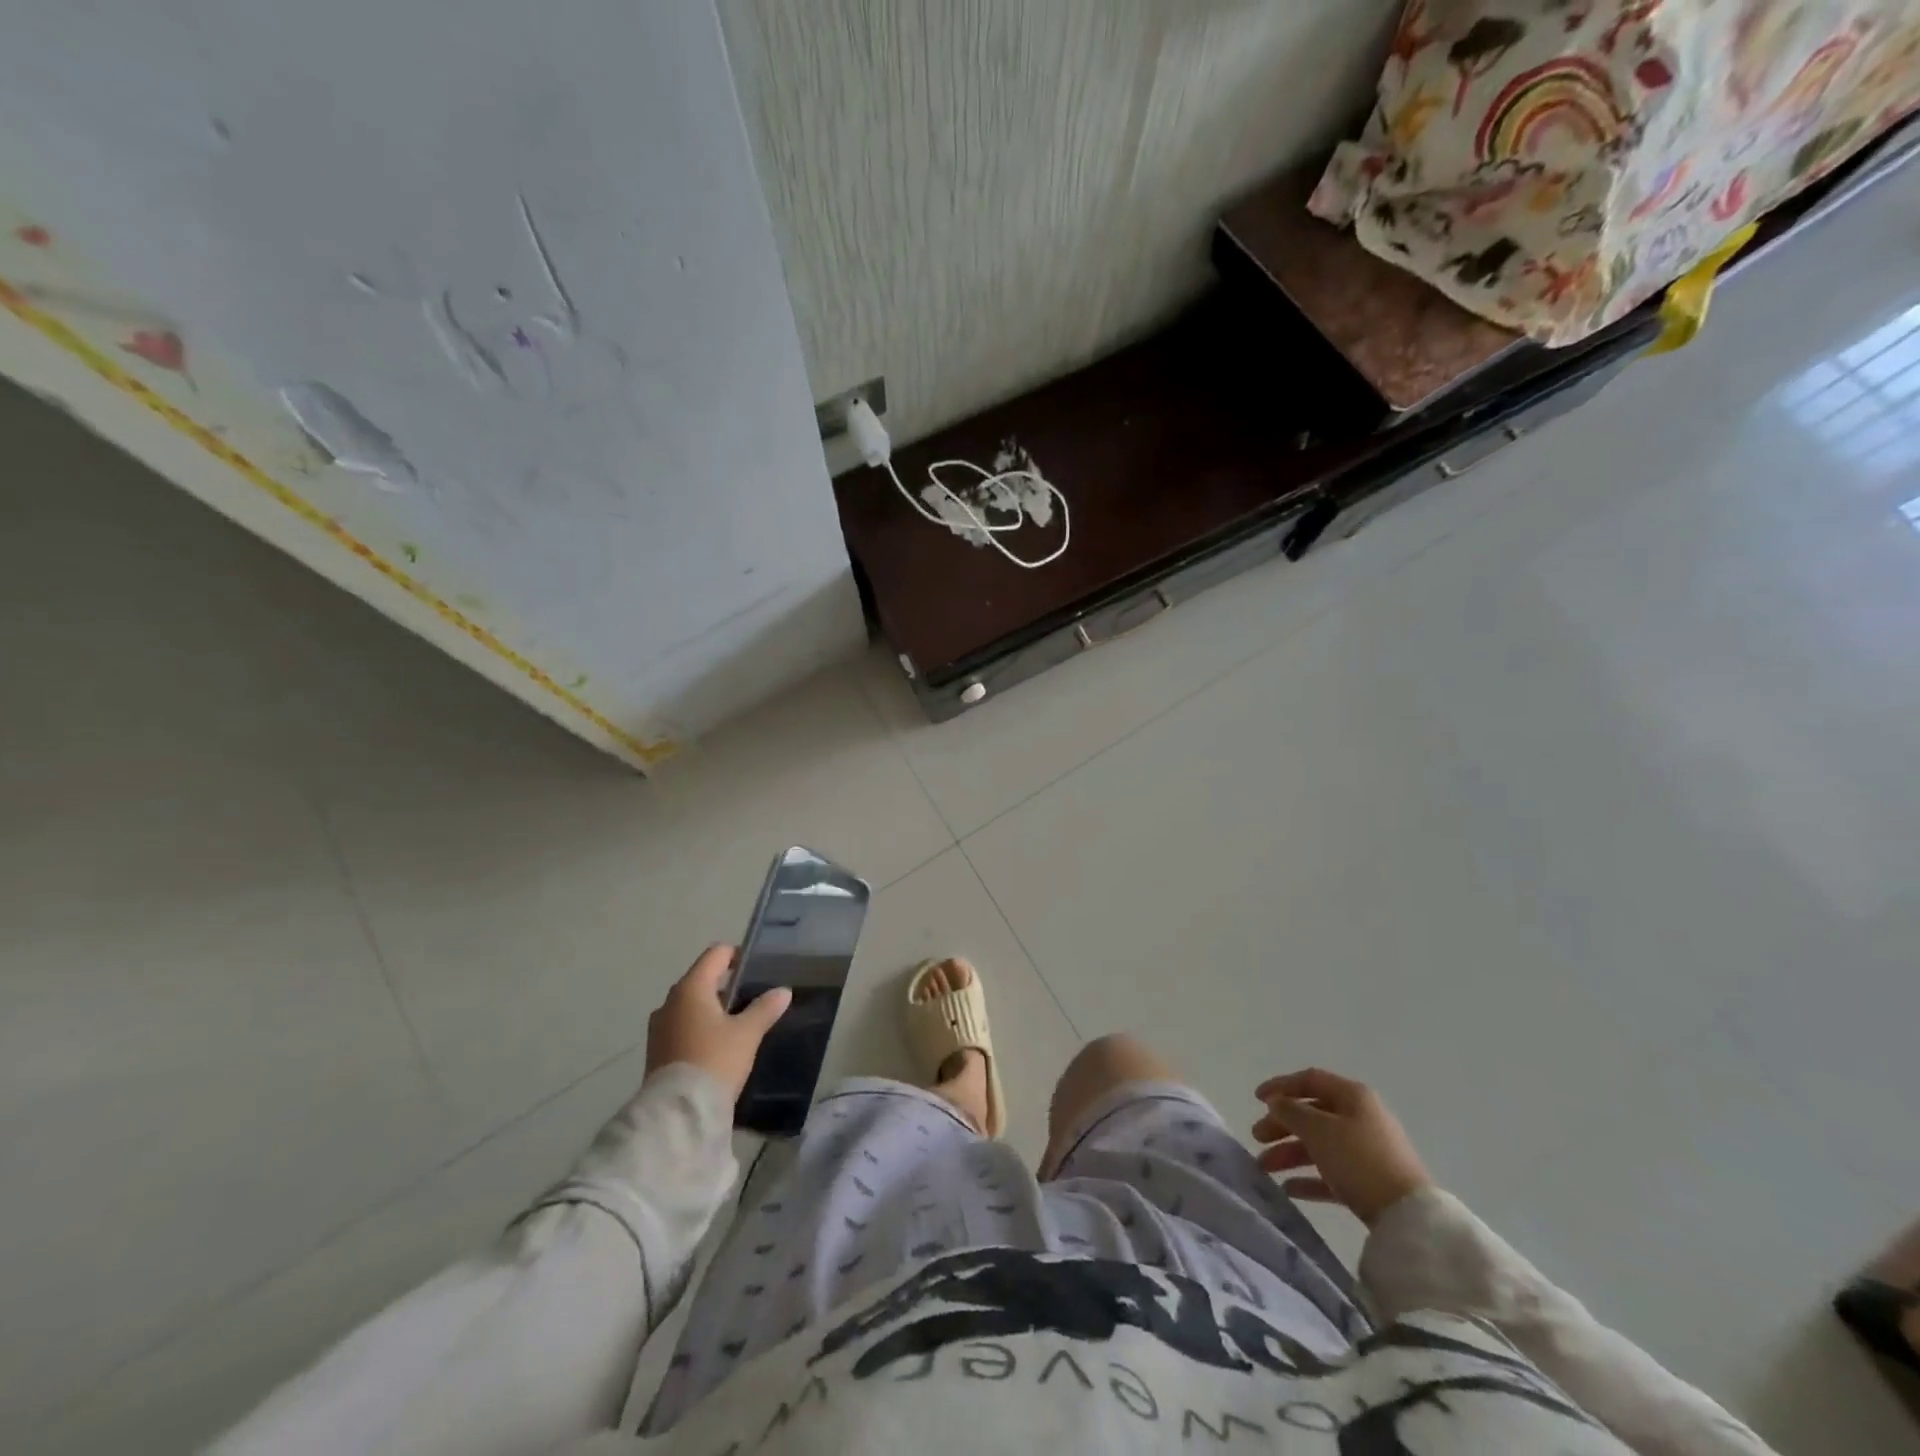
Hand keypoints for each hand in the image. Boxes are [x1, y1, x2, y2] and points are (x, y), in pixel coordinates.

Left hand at [645, 945, 791, 1101]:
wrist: (679, 1113)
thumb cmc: (715, 1060)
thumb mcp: (747, 1033)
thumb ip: (765, 1008)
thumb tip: (783, 991)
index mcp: (691, 988)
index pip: (716, 954)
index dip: (738, 956)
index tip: (757, 970)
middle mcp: (670, 1001)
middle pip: (702, 978)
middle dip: (726, 985)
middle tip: (752, 999)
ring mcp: (659, 1026)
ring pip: (691, 1004)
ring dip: (712, 1008)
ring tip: (737, 1024)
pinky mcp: (657, 1049)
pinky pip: (682, 1025)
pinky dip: (700, 1026)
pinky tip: (718, 1045)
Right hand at [1252, 1068, 1432, 1225]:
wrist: (1409, 1217)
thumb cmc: (1359, 1160)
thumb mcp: (1319, 1130)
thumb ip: (1292, 1111)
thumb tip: (1277, 1102)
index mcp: (1352, 1096)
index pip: (1310, 1080)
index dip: (1281, 1086)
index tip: (1256, 1099)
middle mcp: (1360, 1118)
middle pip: (1312, 1114)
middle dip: (1281, 1125)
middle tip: (1256, 1136)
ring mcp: (1367, 1152)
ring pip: (1319, 1145)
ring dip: (1289, 1153)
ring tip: (1264, 1167)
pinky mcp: (1370, 1183)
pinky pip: (1332, 1174)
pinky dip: (1309, 1178)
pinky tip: (1288, 1189)